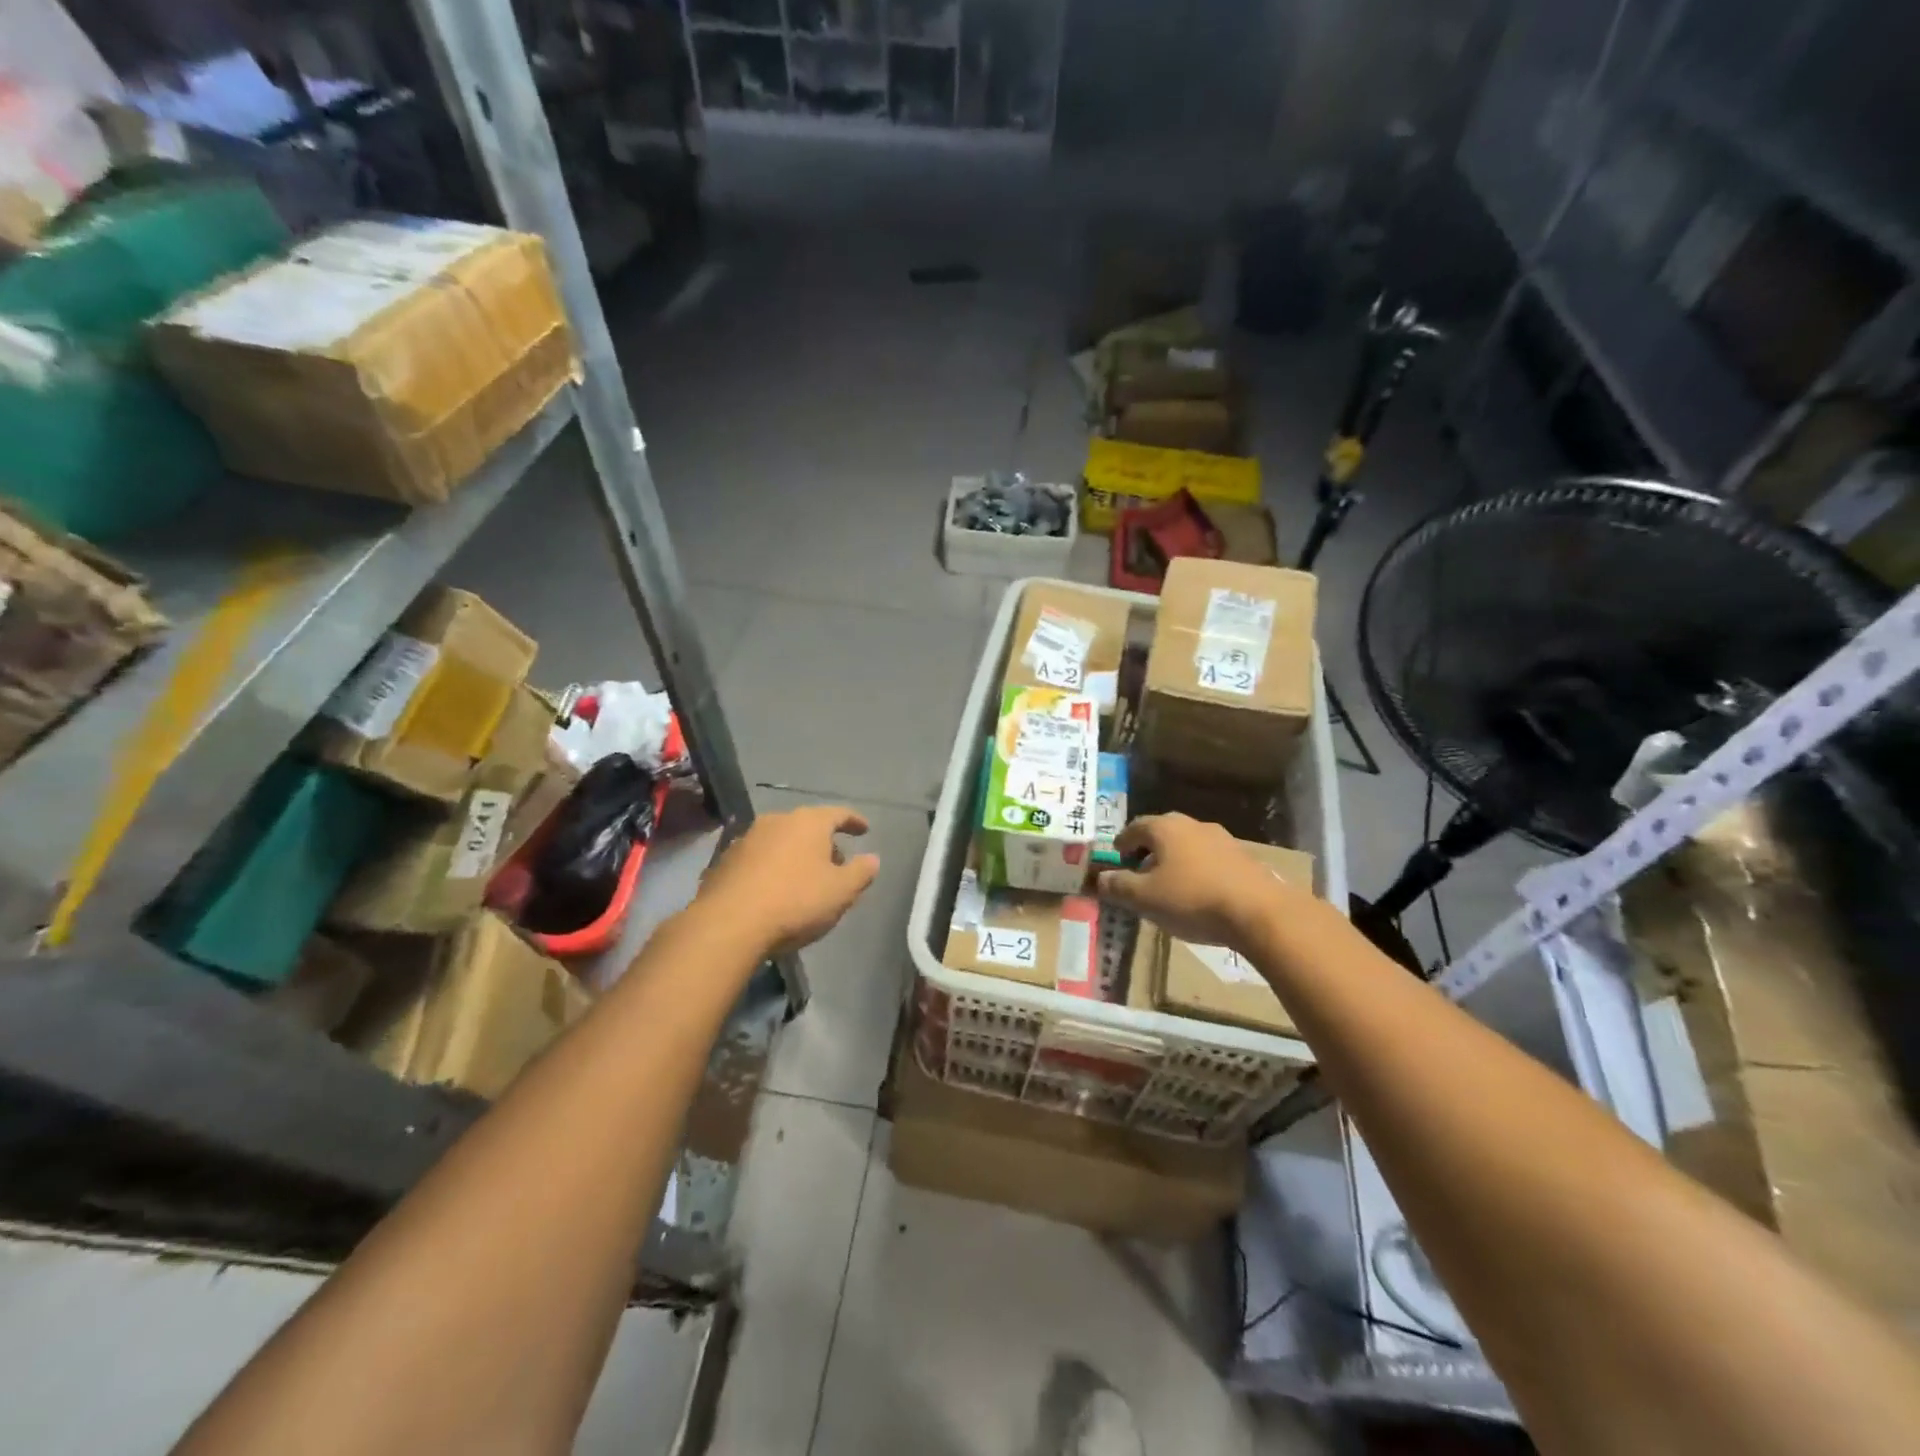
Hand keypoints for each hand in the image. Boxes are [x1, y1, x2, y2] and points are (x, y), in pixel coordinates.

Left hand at [697, 804, 879, 953]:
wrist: (728, 924)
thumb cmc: (795, 901)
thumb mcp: (841, 891)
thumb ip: (861, 872)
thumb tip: (872, 859)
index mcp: (808, 822)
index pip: (838, 813)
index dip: (854, 821)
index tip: (865, 830)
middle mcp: (776, 821)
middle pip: (807, 826)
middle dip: (824, 843)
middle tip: (836, 864)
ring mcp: (746, 839)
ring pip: (781, 841)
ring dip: (796, 855)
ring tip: (805, 879)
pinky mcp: (724, 861)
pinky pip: (759, 859)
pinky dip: (772, 868)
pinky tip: (775, 891)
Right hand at [1097, 813, 1296, 949]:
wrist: (1259, 912)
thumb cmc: (1192, 899)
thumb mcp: (1144, 898)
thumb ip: (1118, 886)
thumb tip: (1099, 879)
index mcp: (1165, 828)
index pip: (1134, 827)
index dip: (1122, 843)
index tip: (1117, 859)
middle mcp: (1192, 825)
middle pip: (1162, 832)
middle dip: (1148, 849)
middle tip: (1140, 870)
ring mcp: (1222, 838)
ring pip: (1188, 844)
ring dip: (1175, 859)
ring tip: (1169, 884)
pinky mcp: (1244, 857)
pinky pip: (1210, 858)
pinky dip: (1198, 869)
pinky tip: (1199, 892)